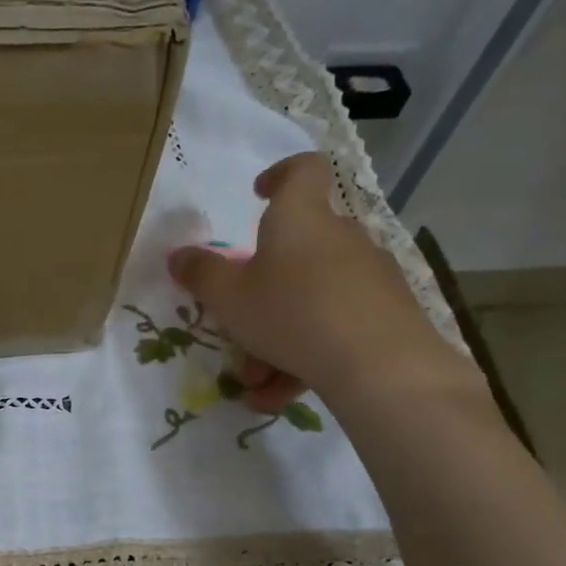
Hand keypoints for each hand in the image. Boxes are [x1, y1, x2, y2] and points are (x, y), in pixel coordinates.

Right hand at [169, 153, 475, 412]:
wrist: (379, 365)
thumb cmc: (291, 313)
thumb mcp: (227, 297)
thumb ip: (200, 274)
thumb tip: (178, 255)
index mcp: (300, 219)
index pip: (302, 171)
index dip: (280, 175)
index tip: (259, 195)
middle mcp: (340, 238)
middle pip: (297, 250)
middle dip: (261, 291)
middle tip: (237, 326)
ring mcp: (368, 276)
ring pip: (310, 299)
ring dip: (276, 337)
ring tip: (256, 381)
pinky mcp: (387, 313)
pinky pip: (333, 327)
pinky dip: (305, 356)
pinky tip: (280, 395)